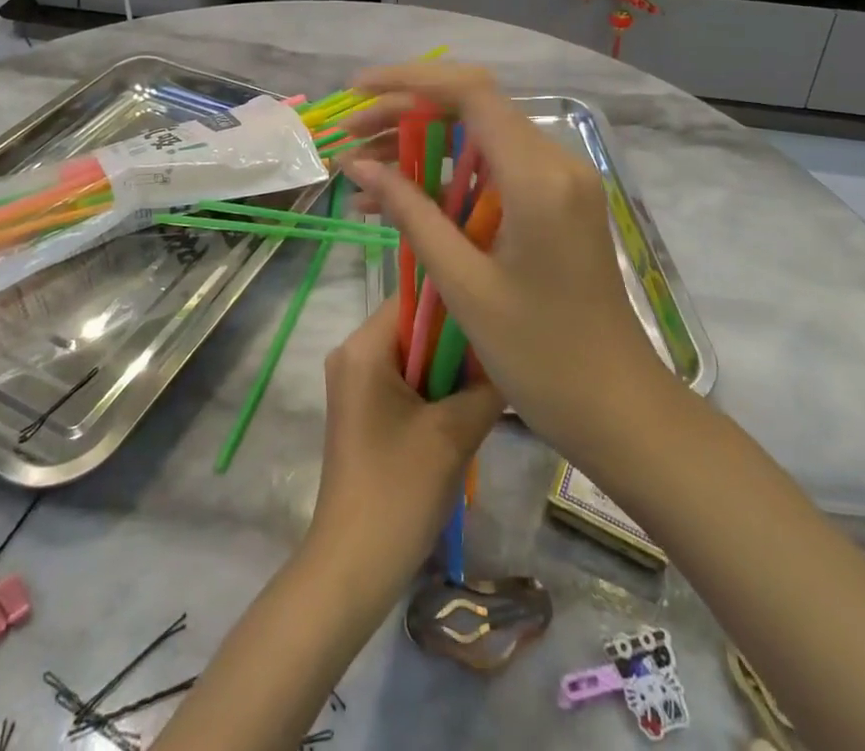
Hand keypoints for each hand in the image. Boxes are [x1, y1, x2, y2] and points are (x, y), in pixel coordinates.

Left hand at [307, 297, 502, 585]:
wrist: (354, 566)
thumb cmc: (399, 489)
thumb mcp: (455, 433)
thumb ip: (487, 385)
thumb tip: (512, 357)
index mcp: (364, 347)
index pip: (417, 298)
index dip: (457, 303)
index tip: (496, 316)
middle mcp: (352, 354)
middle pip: (415, 327)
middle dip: (457, 342)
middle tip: (500, 356)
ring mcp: (355, 384)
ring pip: (413, 356)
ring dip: (449, 371)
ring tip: (489, 385)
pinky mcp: (363, 411)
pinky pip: (404, 381)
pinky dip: (434, 391)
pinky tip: (465, 413)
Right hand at [342, 64, 668, 457]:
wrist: (616, 407)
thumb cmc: (539, 355)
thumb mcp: (463, 283)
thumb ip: (411, 213)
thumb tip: (358, 166)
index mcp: (538, 176)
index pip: (471, 93)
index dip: (409, 81)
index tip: (358, 92)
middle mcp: (556, 162)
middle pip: (473, 109)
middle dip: (406, 114)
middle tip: (351, 138)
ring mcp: (561, 182)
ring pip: (480, 139)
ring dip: (422, 146)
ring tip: (361, 170)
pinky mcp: (557, 203)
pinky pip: (495, 171)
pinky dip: (448, 178)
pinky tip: (400, 199)